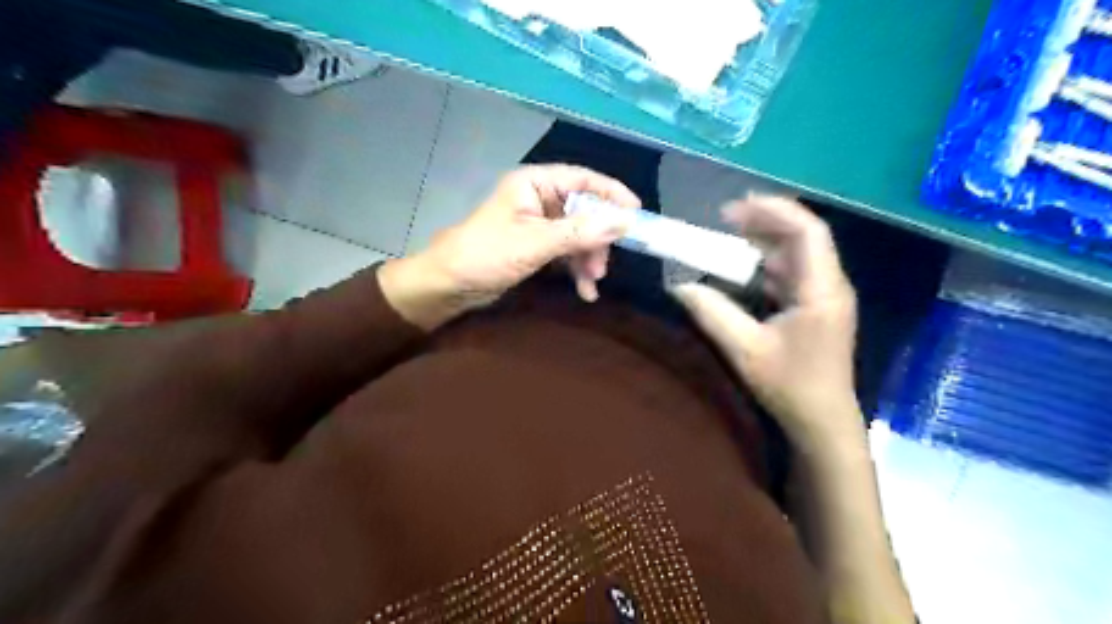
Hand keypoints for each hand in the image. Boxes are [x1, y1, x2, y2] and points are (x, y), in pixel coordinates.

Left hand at [379, 165, 637, 331]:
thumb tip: (625, 221)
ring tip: (592, 283)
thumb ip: (581, 232)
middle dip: (597, 240)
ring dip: (588, 259)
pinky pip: (566, 252)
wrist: (449, 285)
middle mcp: (539, 199)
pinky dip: (576, 269)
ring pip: (578, 235)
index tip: (636, 213)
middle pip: (584, 211)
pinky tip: (585, 290)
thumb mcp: (536, 243)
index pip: (583, 179)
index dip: (612, 193)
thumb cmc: (487, 254)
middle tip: (603, 266)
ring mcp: (538, 225)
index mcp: (535, 184)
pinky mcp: (535, 247)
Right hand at [669, 196, 856, 443]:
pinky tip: (744, 266)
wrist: (822, 421)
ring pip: (799, 253)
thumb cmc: (790, 385)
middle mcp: (830, 285)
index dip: (775, 211)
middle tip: (725, 218)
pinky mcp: (816, 307)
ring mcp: (825, 296)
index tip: (736, 207)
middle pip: (804, 237)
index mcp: (821, 290)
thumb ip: (712, 313)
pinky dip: (768, 262)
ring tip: (730, 234)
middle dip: (766, 221)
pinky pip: (794, 273)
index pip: (808, 232)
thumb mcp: (744, 350)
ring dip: (766, 240)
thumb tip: (679, 286)